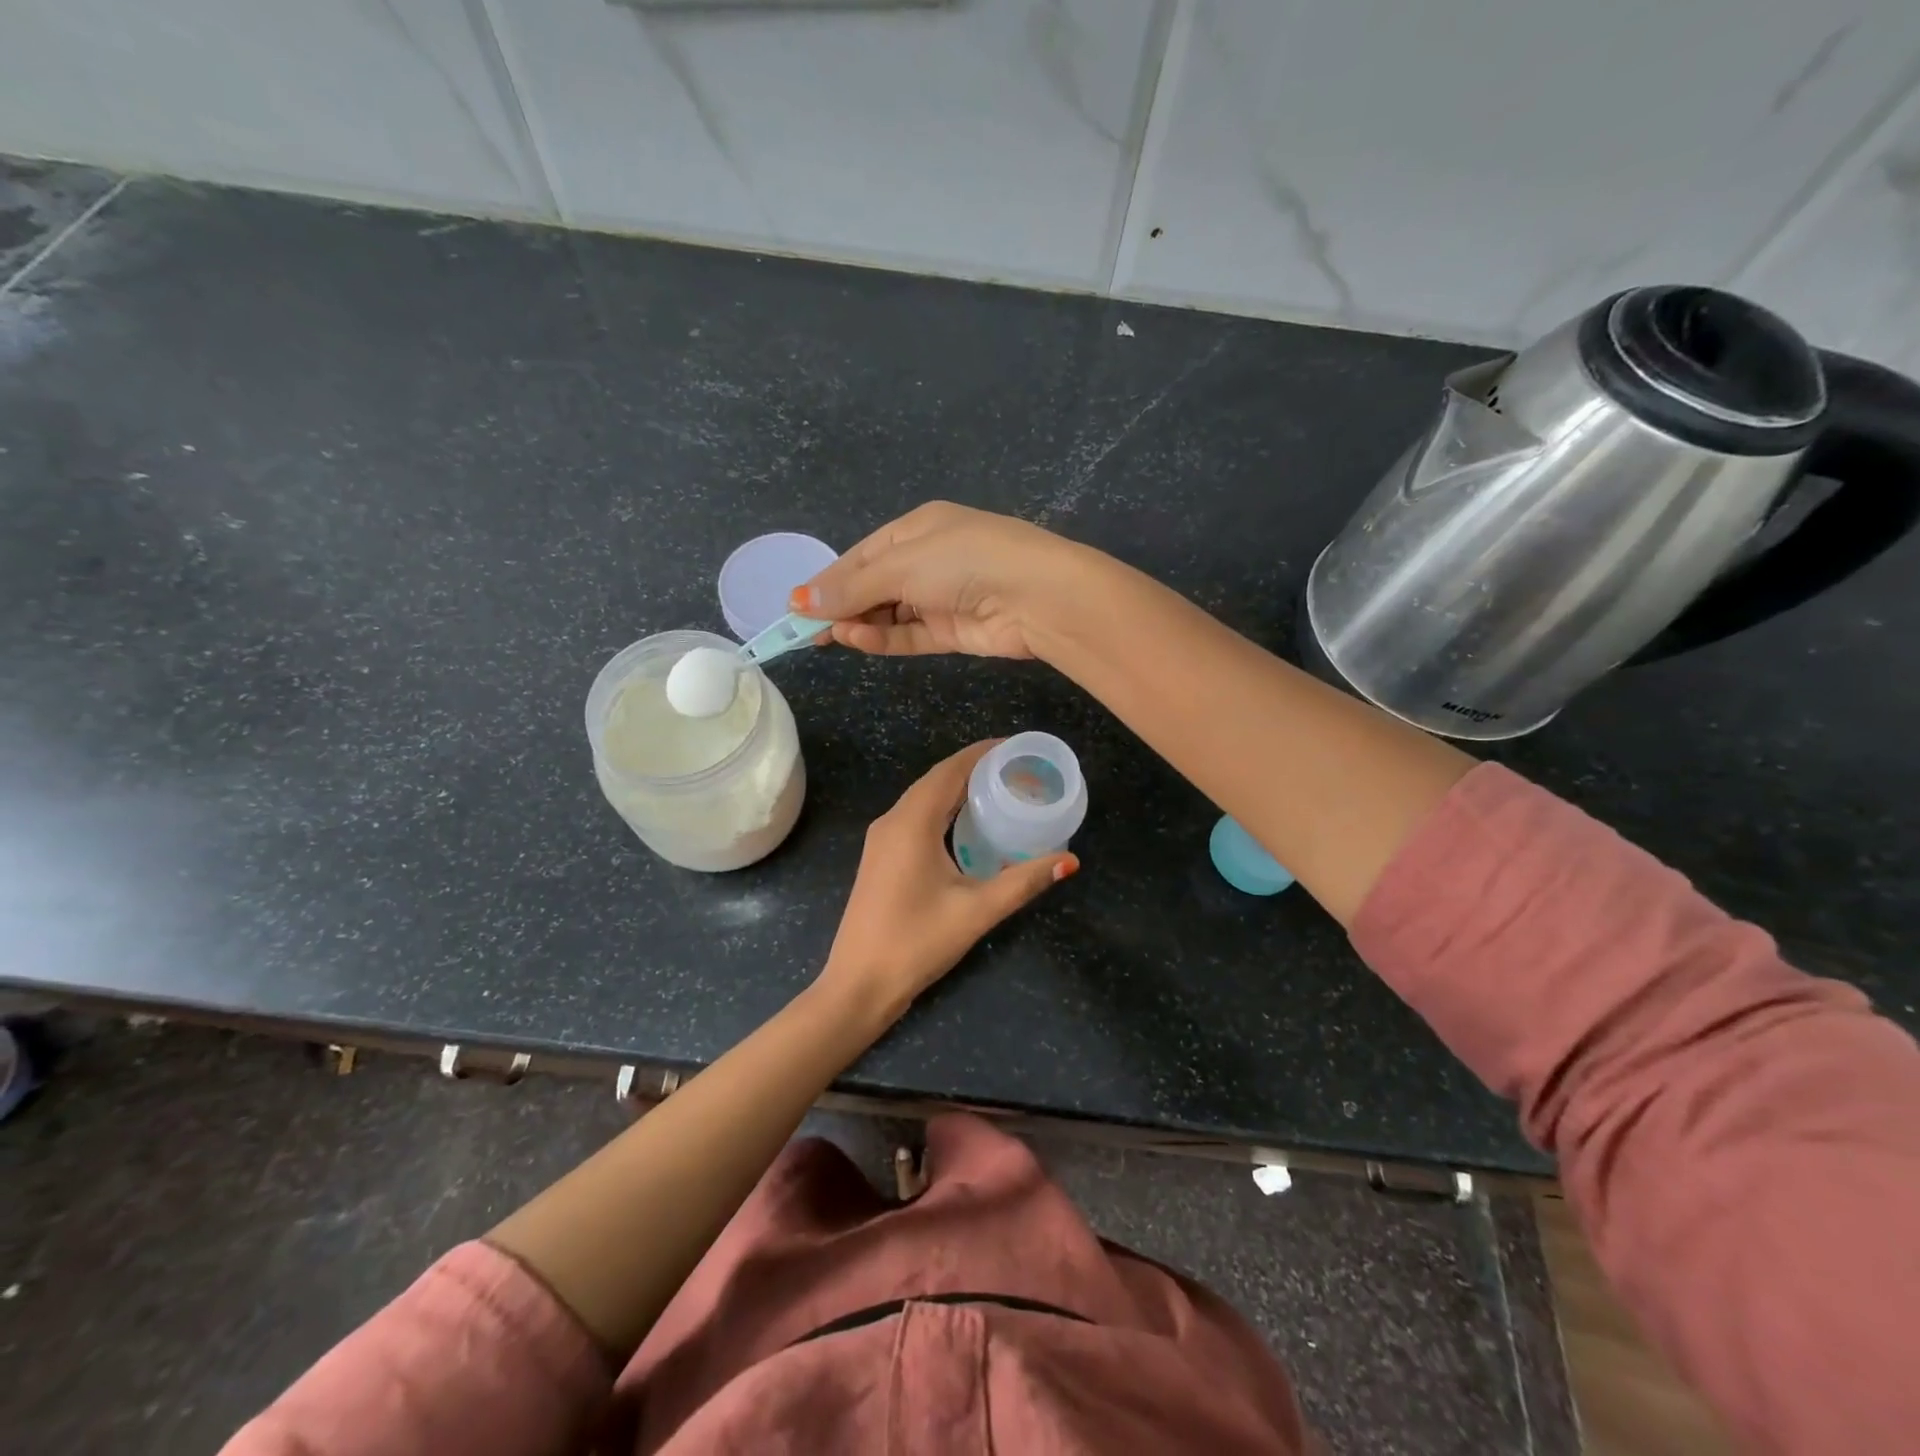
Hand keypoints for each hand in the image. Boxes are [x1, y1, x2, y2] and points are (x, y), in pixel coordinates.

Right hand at [792, 501, 1094, 659]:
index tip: (796, 606)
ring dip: (859, 624)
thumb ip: (852, 586)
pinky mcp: (953, 631)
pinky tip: (855, 640)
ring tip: (828, 636)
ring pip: (889, 613)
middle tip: (804, 631)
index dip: (828, 581)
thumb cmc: (964, 560)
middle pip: (872, 585)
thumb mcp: (902, 564)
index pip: (862, 555)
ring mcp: (941, 597)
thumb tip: (799, 600)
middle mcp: (928, 560)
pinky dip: (883, 639)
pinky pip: (909, 635)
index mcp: (917, 528)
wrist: (1036, 596)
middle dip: (839, 606)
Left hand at [819, 740, 1077, 1025]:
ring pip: (923, 797)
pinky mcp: (880, 856)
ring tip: (998, 789)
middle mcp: (892, 821)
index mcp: (912, 822)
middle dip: (974, 767)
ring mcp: (881, 839)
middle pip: (936, 779)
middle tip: (1017, 769)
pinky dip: (942, 808)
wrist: (859, 984)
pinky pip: (914, 816)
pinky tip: (965, 823)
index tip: (1017, 747)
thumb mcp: (977, 910)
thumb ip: (1024, 881)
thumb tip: (1070, 860)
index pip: (950, 770)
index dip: (983, 753)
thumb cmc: (917, 942)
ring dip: (957, 787)